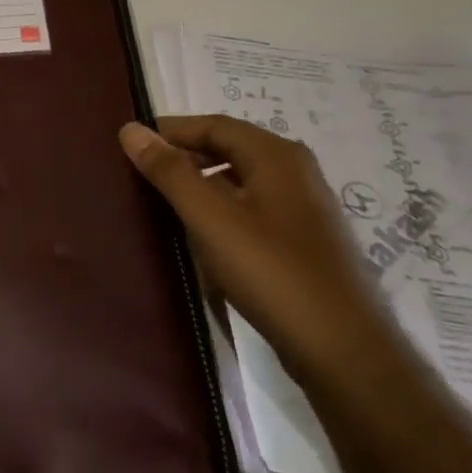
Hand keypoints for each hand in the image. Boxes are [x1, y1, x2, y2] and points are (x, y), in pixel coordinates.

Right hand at [120, 115, 400, 381]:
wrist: (341, 348)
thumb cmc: (270, 271)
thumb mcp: (209, 217)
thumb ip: (169, 172)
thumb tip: (130, 129)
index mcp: (276, 156)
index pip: (213, 125)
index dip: (170, 130)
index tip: (131, 146)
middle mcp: (295, 172)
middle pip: (229, 149)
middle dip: (184, 157)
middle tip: (142, 175)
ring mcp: (304, 208)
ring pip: (240, 180)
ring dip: (201, 185)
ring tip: (163, 204)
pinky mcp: (304, 241)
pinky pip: (252, 208)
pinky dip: (221, 211)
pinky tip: (202, 237)